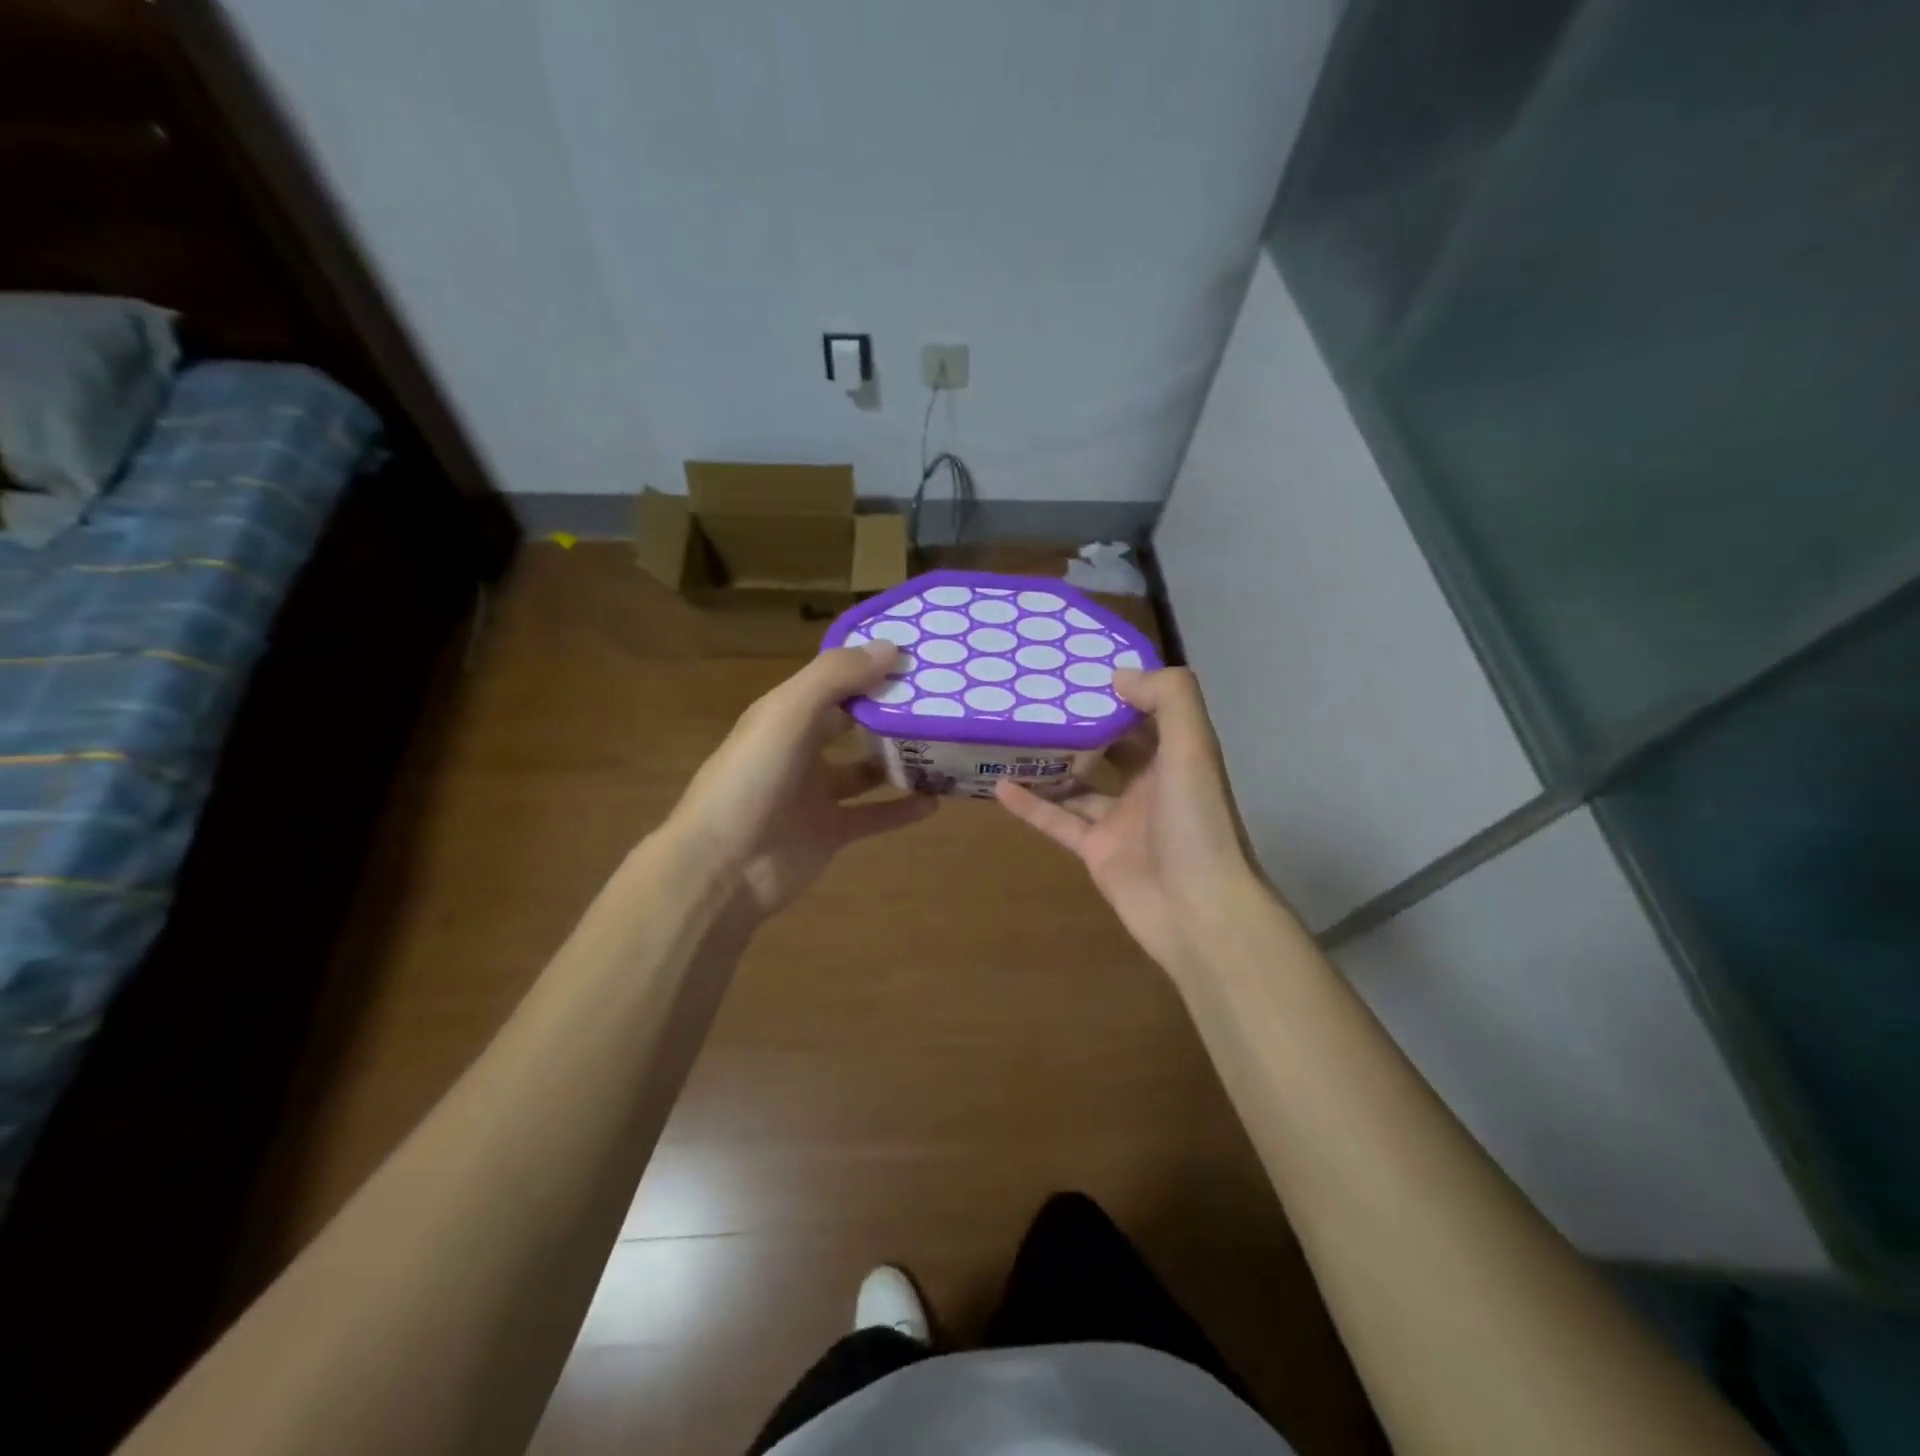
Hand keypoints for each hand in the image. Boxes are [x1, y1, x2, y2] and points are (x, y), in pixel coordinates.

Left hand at [667, 643, 936, 922]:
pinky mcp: (830, 832)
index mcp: (785, 714)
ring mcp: (816, 794)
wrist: (722, 867)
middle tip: (940, 700)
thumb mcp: (788, 714)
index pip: (833, 681)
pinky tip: (935, 801)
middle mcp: (801, 749)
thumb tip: (892, 647)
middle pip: (852, 723)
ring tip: (944, 746)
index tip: (917, 656)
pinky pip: (874, 815)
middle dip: (889, 711)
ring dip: (900, 760)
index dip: (870, 666)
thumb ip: (836, 677)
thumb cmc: (751, 779)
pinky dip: (902, 809)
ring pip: (867, 770)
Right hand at [995, 666, 1266, 975]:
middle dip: (1080, 723)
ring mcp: (1121, 820)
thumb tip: (1119, 675)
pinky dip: (1031, 805)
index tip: (1079, 668)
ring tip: (1012, 734)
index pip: (1148, 713)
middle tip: (1036, 697)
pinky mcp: (1095, 851)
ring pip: (1079, 783)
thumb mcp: (1193, 748)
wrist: (1198, 911)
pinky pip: (1058, 821)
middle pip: (1110, 746)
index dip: (1120, 690)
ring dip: (1051, 762)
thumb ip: (1168, 699)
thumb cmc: (1196, 823)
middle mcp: (1150, 784)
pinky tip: (998, 785)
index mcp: (1177, 757)